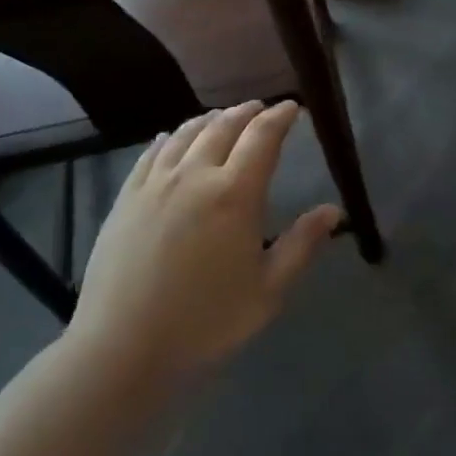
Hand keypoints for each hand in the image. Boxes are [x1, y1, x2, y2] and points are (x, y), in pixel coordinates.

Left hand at [68, 101, 340, 381]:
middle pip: (224, 126)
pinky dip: (170, 137)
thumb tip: (333, 210)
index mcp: (235, 194)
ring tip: (222, 117)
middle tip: (261, 108)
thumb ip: (302, 244)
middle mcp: (195, 175)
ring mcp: (156, 183)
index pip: (263, 137)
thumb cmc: (205, 323)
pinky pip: (152, 153)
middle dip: (247, 112)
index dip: (280, 117)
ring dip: (210, 119)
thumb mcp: (268, 291)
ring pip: (186, 133)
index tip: (292, 107)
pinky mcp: (127, 197)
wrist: (123, 348)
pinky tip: (171, 137)